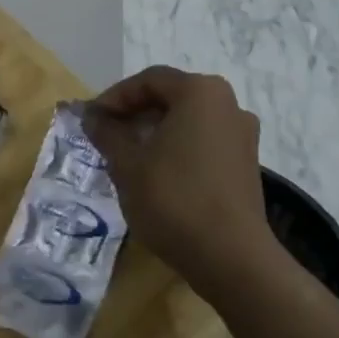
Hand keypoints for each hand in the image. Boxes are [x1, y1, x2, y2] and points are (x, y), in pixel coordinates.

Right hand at [84, 67, 271, 302]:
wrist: (231, 257)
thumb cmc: (174, 199)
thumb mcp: (128, 165)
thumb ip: (107, 133)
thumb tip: (93, 116)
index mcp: (200, 92)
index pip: (149, 80)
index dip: (115, 97)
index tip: (92, 119)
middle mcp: (227, 103)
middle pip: (171, 97)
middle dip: (135, 113)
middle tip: (106, 135)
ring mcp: (242, 134)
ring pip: (188, 120)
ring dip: (155, 131)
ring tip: (128, 155)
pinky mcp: (246, 162)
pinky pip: (204, 141)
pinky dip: (178, 147)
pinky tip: (158, 173)